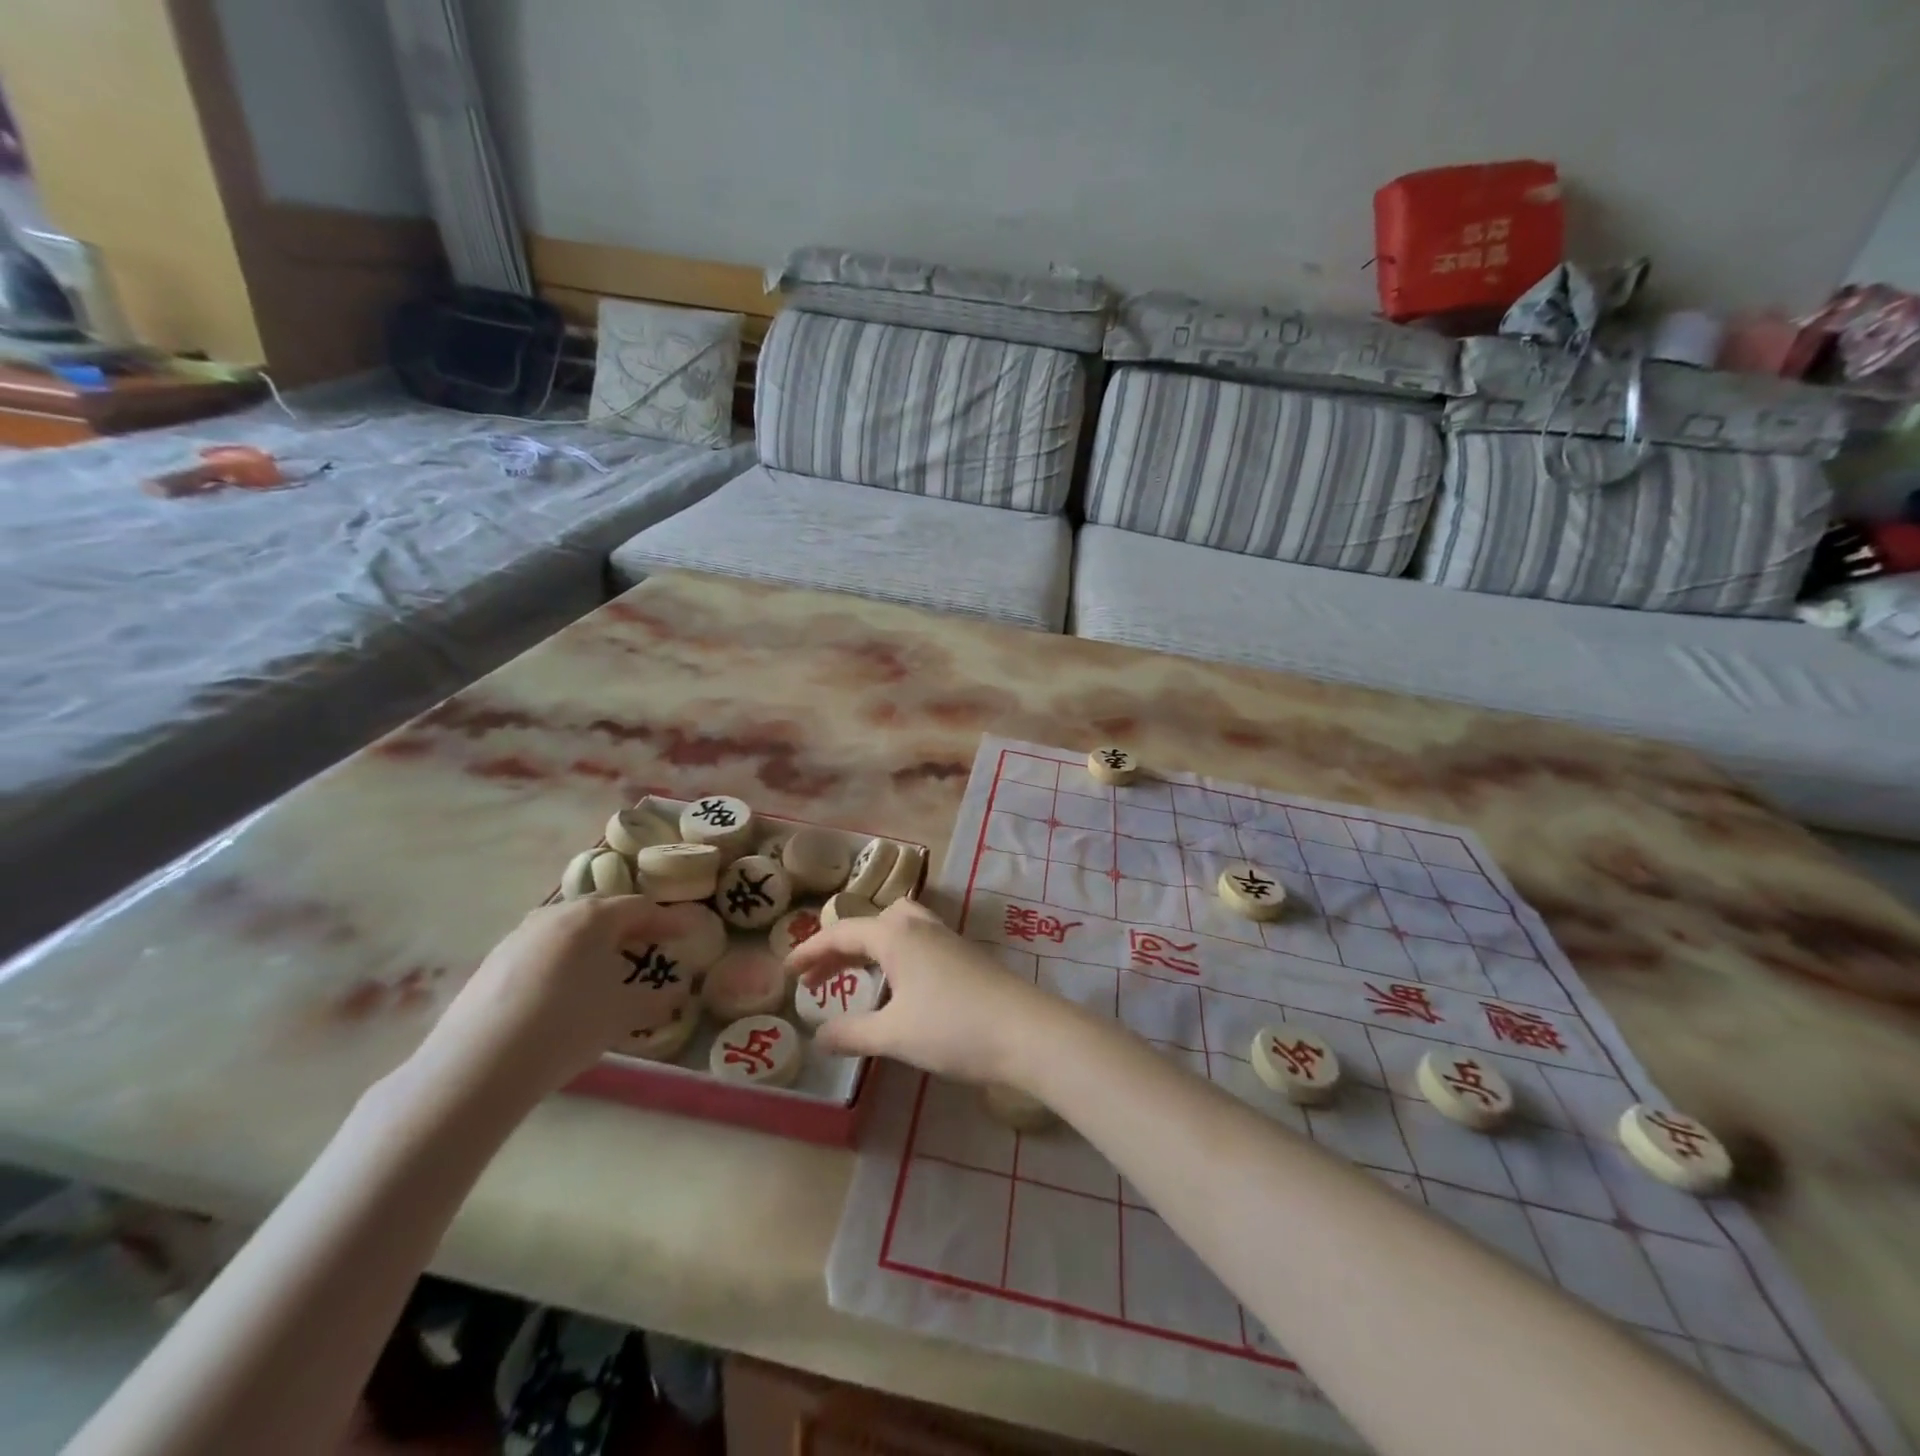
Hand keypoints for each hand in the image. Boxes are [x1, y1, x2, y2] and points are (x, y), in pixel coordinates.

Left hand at [415, 897, 705, 1104]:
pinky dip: (562, 957)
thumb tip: (678, 993)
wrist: (478, 1065)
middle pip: (602, 909)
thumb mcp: (623, 1015)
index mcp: (594, 918)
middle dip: (629, 924)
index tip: (687, 932)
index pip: (640, 908)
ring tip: (605, 965)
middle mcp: (556, 914)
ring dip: (592, 940)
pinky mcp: (493, 961)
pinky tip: (563, 988)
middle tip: (648, 944)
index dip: (667, 919)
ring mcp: (519, 936)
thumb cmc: (567, 1026)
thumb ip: (657, 1000)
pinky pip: (541, 947)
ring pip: (567, 927)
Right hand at [786, 900, 1076, 1088]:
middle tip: (816, 979)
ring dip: (870, 947)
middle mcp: (920, 927)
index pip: (842, 932)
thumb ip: (852, 1033)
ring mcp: (947, 939)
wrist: (1026, 1031)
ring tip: (854, 977)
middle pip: (870, 924)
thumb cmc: (953, 1027)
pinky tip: (898, 988)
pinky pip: (917, 943)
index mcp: (896, 935)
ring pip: (898, 928)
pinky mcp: (965, 956)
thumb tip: (818, 1035)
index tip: (786, 971)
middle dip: (840, 947)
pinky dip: (895, 956)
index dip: (810, 950)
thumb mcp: (894, 1035)